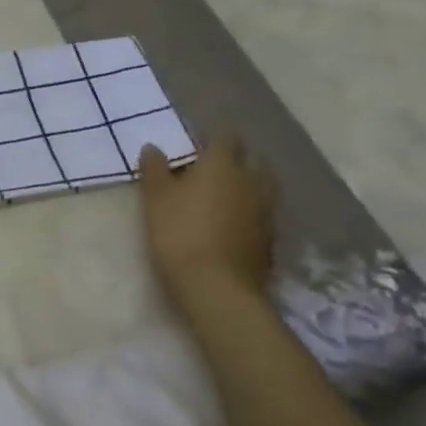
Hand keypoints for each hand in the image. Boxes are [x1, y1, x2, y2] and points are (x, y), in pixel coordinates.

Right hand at [137, 137, 277, 308]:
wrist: (217, 288)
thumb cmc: (180, 232)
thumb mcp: (155, 198)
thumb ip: (154, 168)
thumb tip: (154, 147)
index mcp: (223, 164)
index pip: (226, 137)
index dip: (211, 139)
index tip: (193, 148)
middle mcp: (251, 181)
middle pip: (252, 160)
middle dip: (235, 162)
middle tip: (209, 173)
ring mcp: (266, 212)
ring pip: (261, 188)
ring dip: (245, 188)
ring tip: (221, 200)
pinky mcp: (271, 240)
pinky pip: (262, 215)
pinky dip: (250, 214)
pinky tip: (231, 227)